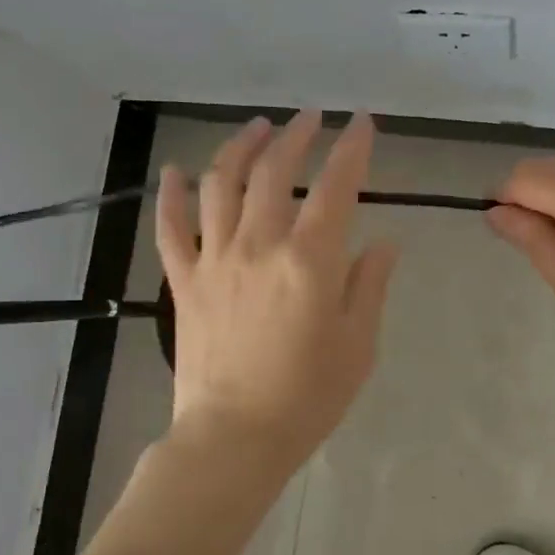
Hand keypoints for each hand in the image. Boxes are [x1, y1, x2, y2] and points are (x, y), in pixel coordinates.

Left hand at [157, 111, 398, 475]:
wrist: (234, 436)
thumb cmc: (306, 397)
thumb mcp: (358, 345)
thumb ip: (369, 286)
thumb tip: (383, 242)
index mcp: (309, 261)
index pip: (336, 186)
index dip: (352, 148)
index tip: (361, 123)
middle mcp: (258, 246)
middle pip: (274, 172)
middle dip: (296, 135)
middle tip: (310, 118)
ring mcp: (214, 260)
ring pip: (220, 184)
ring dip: (239, 147)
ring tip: (257, 128)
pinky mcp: (183, 281)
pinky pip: (170, 227)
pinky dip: (170, 194)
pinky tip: (175, 171)